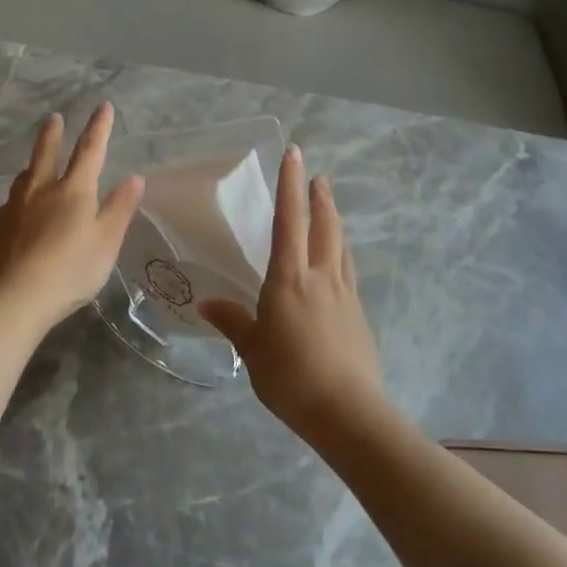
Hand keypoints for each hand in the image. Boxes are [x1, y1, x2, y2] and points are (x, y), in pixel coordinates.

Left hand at [0, 103, 143, 330]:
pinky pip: (11, 204)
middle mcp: (41, 190)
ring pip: (24, 178)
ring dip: (32, 166)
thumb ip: (120, 208)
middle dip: (52, 135)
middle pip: (46, 154)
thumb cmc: (72, 269)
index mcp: (73, 190)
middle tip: (53, 118)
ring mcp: (14, 208)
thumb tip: (134, 177)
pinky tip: (18, 210)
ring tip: (33, 166)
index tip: (103, 107)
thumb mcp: (107, 241)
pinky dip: (19, 198)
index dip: (99, 128)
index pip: (90, 151)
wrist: (16, 297)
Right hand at [199, 146, 384, 441]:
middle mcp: (321, 277)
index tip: (294, 155)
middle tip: (318, 177)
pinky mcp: (359, 315)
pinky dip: (341, 256)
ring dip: (335, 223)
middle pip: (325, 227)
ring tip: (330, 211)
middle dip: (320, 199)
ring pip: (341, 247)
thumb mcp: (252, 350)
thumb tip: (207, 304)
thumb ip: (233, 322)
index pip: (289, 221)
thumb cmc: (290, 376)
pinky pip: (348, 273)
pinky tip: (338, 264)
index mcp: (290, 279)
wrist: (347, 411)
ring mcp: (344, 295)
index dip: (290, 186)